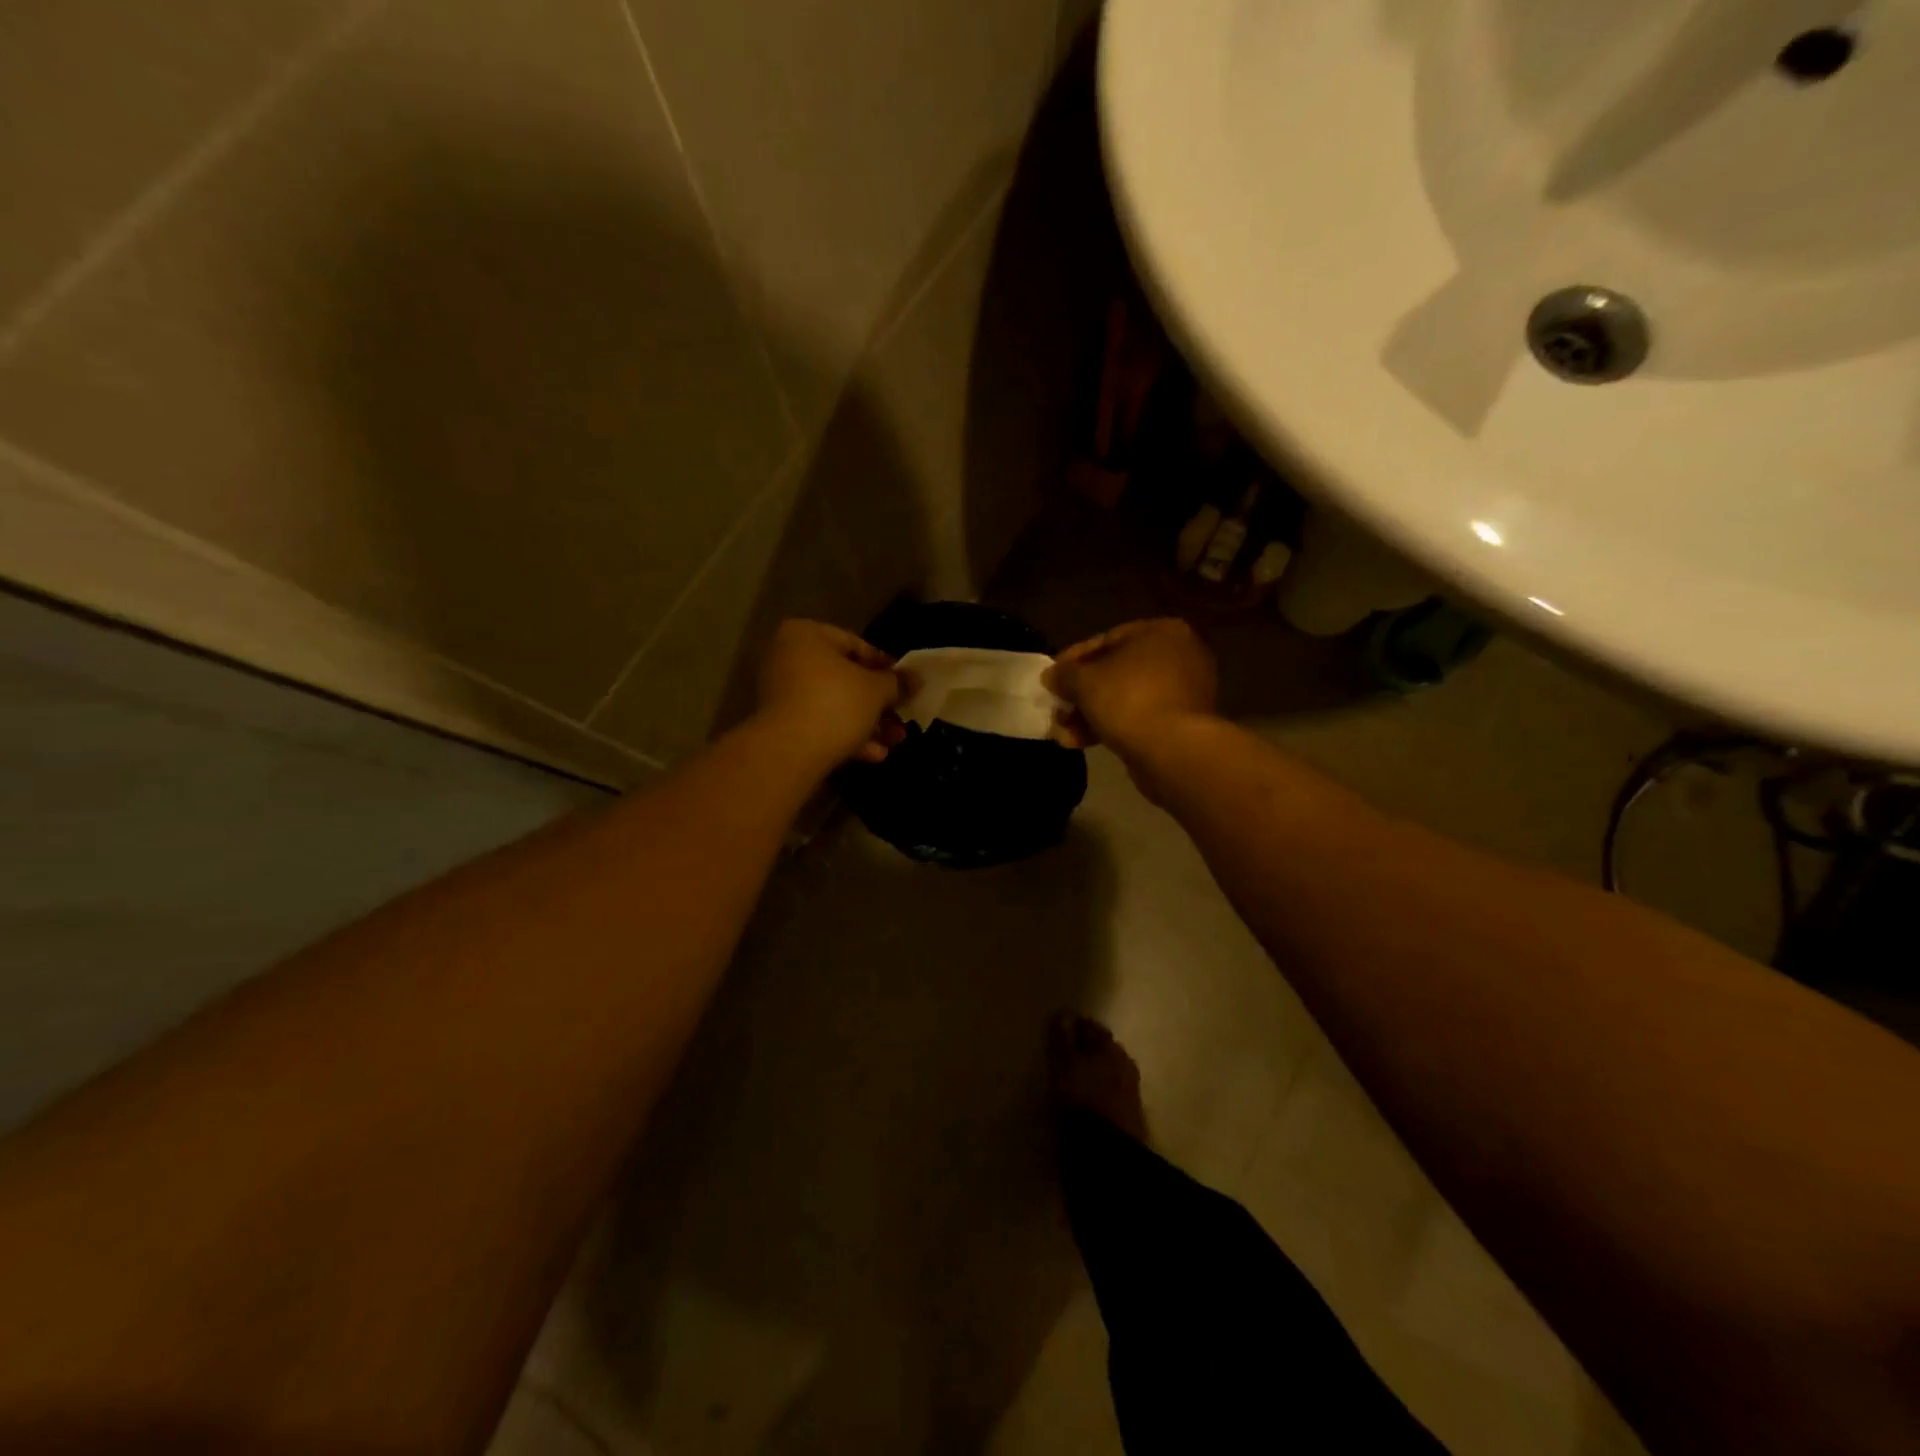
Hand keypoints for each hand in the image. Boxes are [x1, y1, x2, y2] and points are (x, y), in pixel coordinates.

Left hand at [755, 620, 906, 767]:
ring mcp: (780, 693)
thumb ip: (898, 682)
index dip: (885, 666)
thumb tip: (916, 678)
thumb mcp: (877, 690)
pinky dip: (845, 736)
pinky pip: (819, 723)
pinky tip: (874, 755)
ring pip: (833, 704)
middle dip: (877, 703)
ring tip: (895, 741)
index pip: (855, 644)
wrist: (789, 752)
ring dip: (867, 723)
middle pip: (843, 678)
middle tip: (901, 716)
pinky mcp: (780, 725)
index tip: (904, 685)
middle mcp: (786, 658)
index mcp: (805, 635)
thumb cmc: (835, 704)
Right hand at [1045, 619, 1217, 755]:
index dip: (1073, 660)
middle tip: (1056, 709)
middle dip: (1081, 694)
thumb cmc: (1129, 699)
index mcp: (1162, 631)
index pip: (1107, 639)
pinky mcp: (1182, 724)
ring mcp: (1184, 692)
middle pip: (1116, 672)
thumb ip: (1064, 674)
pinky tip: (1080, 743)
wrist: (1172, 750)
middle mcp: (1180, 656)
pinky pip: (1139, 718)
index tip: (1051, 678)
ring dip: (1090, 715)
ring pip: (1125, 698)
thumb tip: (1052, 676)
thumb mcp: (1084, 680)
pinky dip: (1111, 727)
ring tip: (1062, 733)